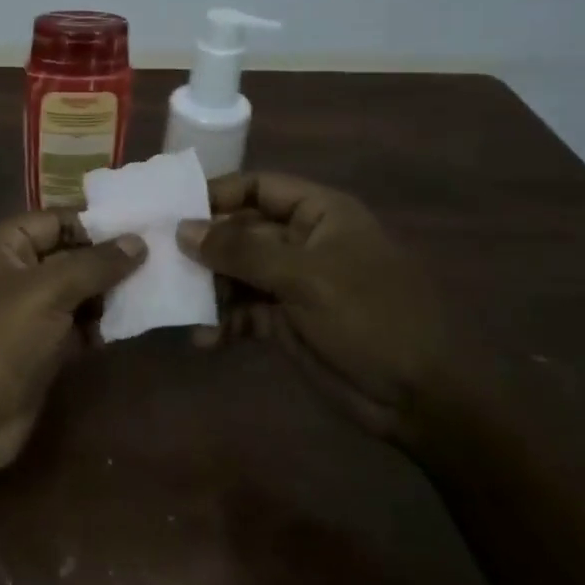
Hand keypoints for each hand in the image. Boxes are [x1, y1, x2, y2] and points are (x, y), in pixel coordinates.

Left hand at [0, 211, 144, 481]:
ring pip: (79, 293)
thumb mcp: (47, 291)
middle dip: (111, 260)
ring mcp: (30, 313)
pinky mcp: (44, 349)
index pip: (57, 220)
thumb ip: (94, 264)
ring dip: (112, 294)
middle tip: (164, 260)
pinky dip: (103, 326)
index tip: (146, 229)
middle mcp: (17, 273)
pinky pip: (80, 327)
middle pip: (72, 256)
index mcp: (5, 247)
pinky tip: (136, 324)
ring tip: (157, 291)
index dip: (97, 224)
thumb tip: (138, 241)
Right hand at [176, 172, 484, 451]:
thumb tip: (183, 229)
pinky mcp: (286, 323)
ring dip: (207, 288)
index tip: (172, 209)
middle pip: (241, 231)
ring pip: (236, 274)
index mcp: (319, 214)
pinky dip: (223, 323)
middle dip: (203, 246)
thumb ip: (241, 250)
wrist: (425, 398)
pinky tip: (204, 340)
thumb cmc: (372, 317)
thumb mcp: (305, 276)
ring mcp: (294, 285)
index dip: (218, 193)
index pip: (259, 187)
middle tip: (159, 259)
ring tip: (175, 302)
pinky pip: (244, 313)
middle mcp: (303, 243)